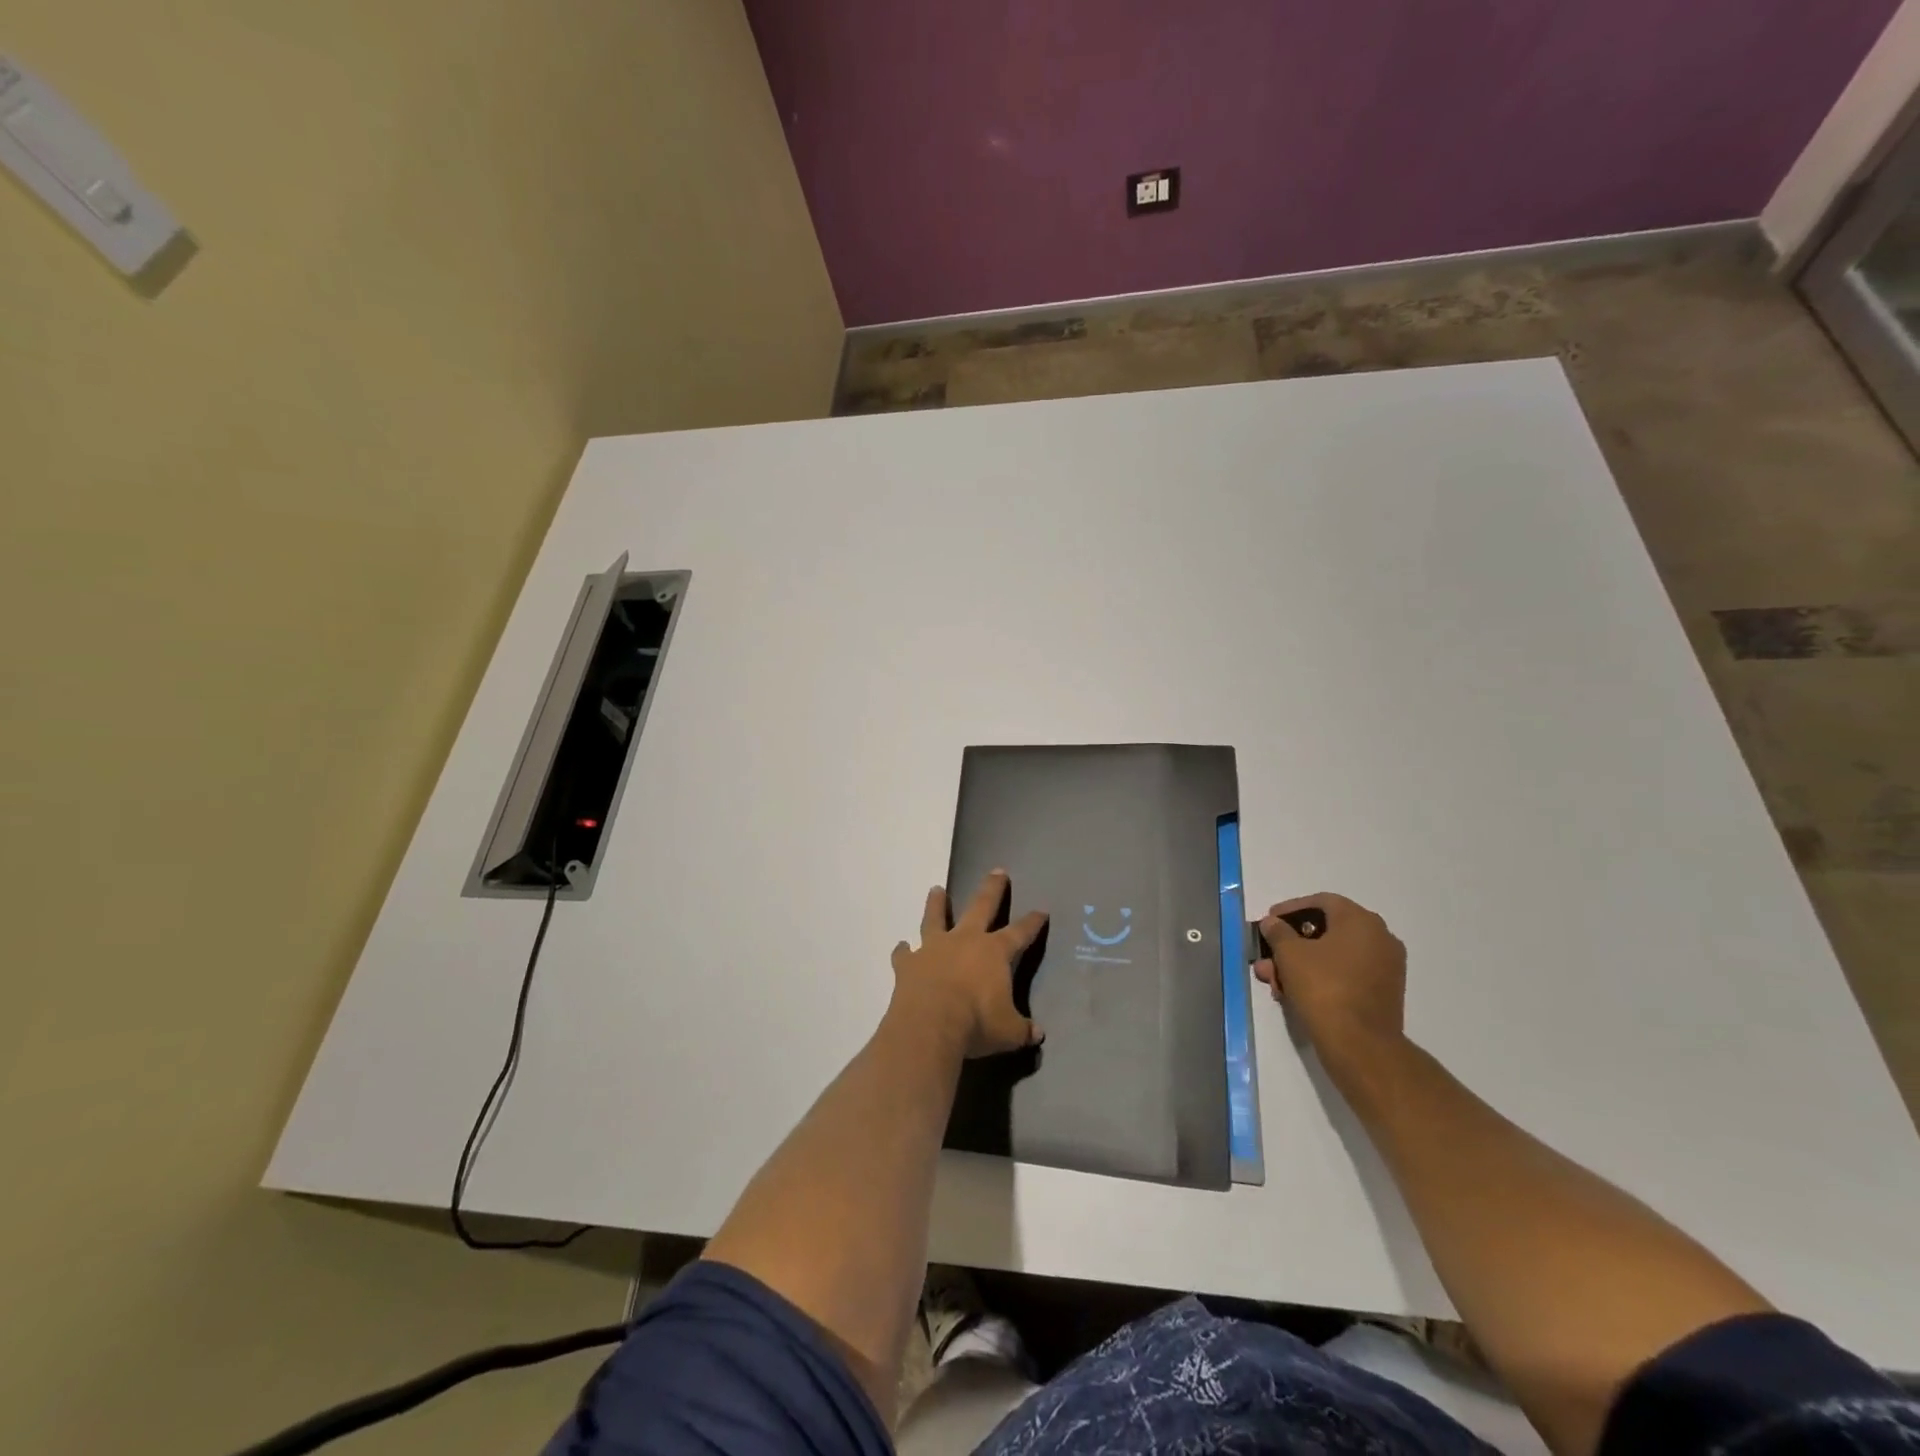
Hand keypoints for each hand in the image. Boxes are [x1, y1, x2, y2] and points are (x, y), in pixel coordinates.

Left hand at [890, 870, 1047, 1057]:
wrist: (929, 1026)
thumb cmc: (977, 1024)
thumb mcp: (1009, 1032)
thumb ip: (1022, 1029)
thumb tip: (1038, 1034)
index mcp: (994, 952)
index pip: (1020, 932)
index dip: (1032, 922)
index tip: (1041, 910)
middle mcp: (965, 941)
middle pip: (981, 906)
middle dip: (992, 889)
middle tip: (997, 870)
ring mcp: (934, 948)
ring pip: (936, 918)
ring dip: (936, 904)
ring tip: (936, 890)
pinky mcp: (909, 964)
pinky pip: (905, 954)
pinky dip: (903, 951)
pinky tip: (902, 947)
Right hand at [1254, 893, 1405, 1080]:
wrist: (1360, 1045)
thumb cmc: (1323, 987)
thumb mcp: (1289, 954)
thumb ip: (1278, 932)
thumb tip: (1273, 923)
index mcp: (1361, 921)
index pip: (1322, 902)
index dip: (1290, 909)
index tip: (1269, 922)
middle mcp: (1380, 938)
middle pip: (1326, 932)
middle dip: (1291, 945)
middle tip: (1267, 957)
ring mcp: (1386, 967)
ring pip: (1333, 957)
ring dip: (1301, 965)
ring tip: (1274, 982)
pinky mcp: (1384, 993)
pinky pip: (1346, 975)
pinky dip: (1321, 978)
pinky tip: (1294, 994)